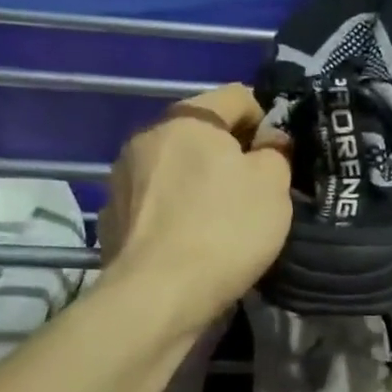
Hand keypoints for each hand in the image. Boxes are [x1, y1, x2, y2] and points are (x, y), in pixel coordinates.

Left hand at [97, 84, 291, 328]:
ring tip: (220, 221)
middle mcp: (147, 136)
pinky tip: (190, 243)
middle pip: (200, 133)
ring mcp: (121, 177)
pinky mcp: (112, 217)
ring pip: (175, 168)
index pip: (237, 96)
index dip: (266, 120)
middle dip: (229, 154)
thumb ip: (275, 153)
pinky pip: (155, 202)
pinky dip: (175, 213)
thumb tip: (269, 143)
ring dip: (198, 183)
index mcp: (188, 119)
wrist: (159, 295)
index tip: (279, 156)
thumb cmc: (226, 230)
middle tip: (255, 191)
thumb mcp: (273, 187)